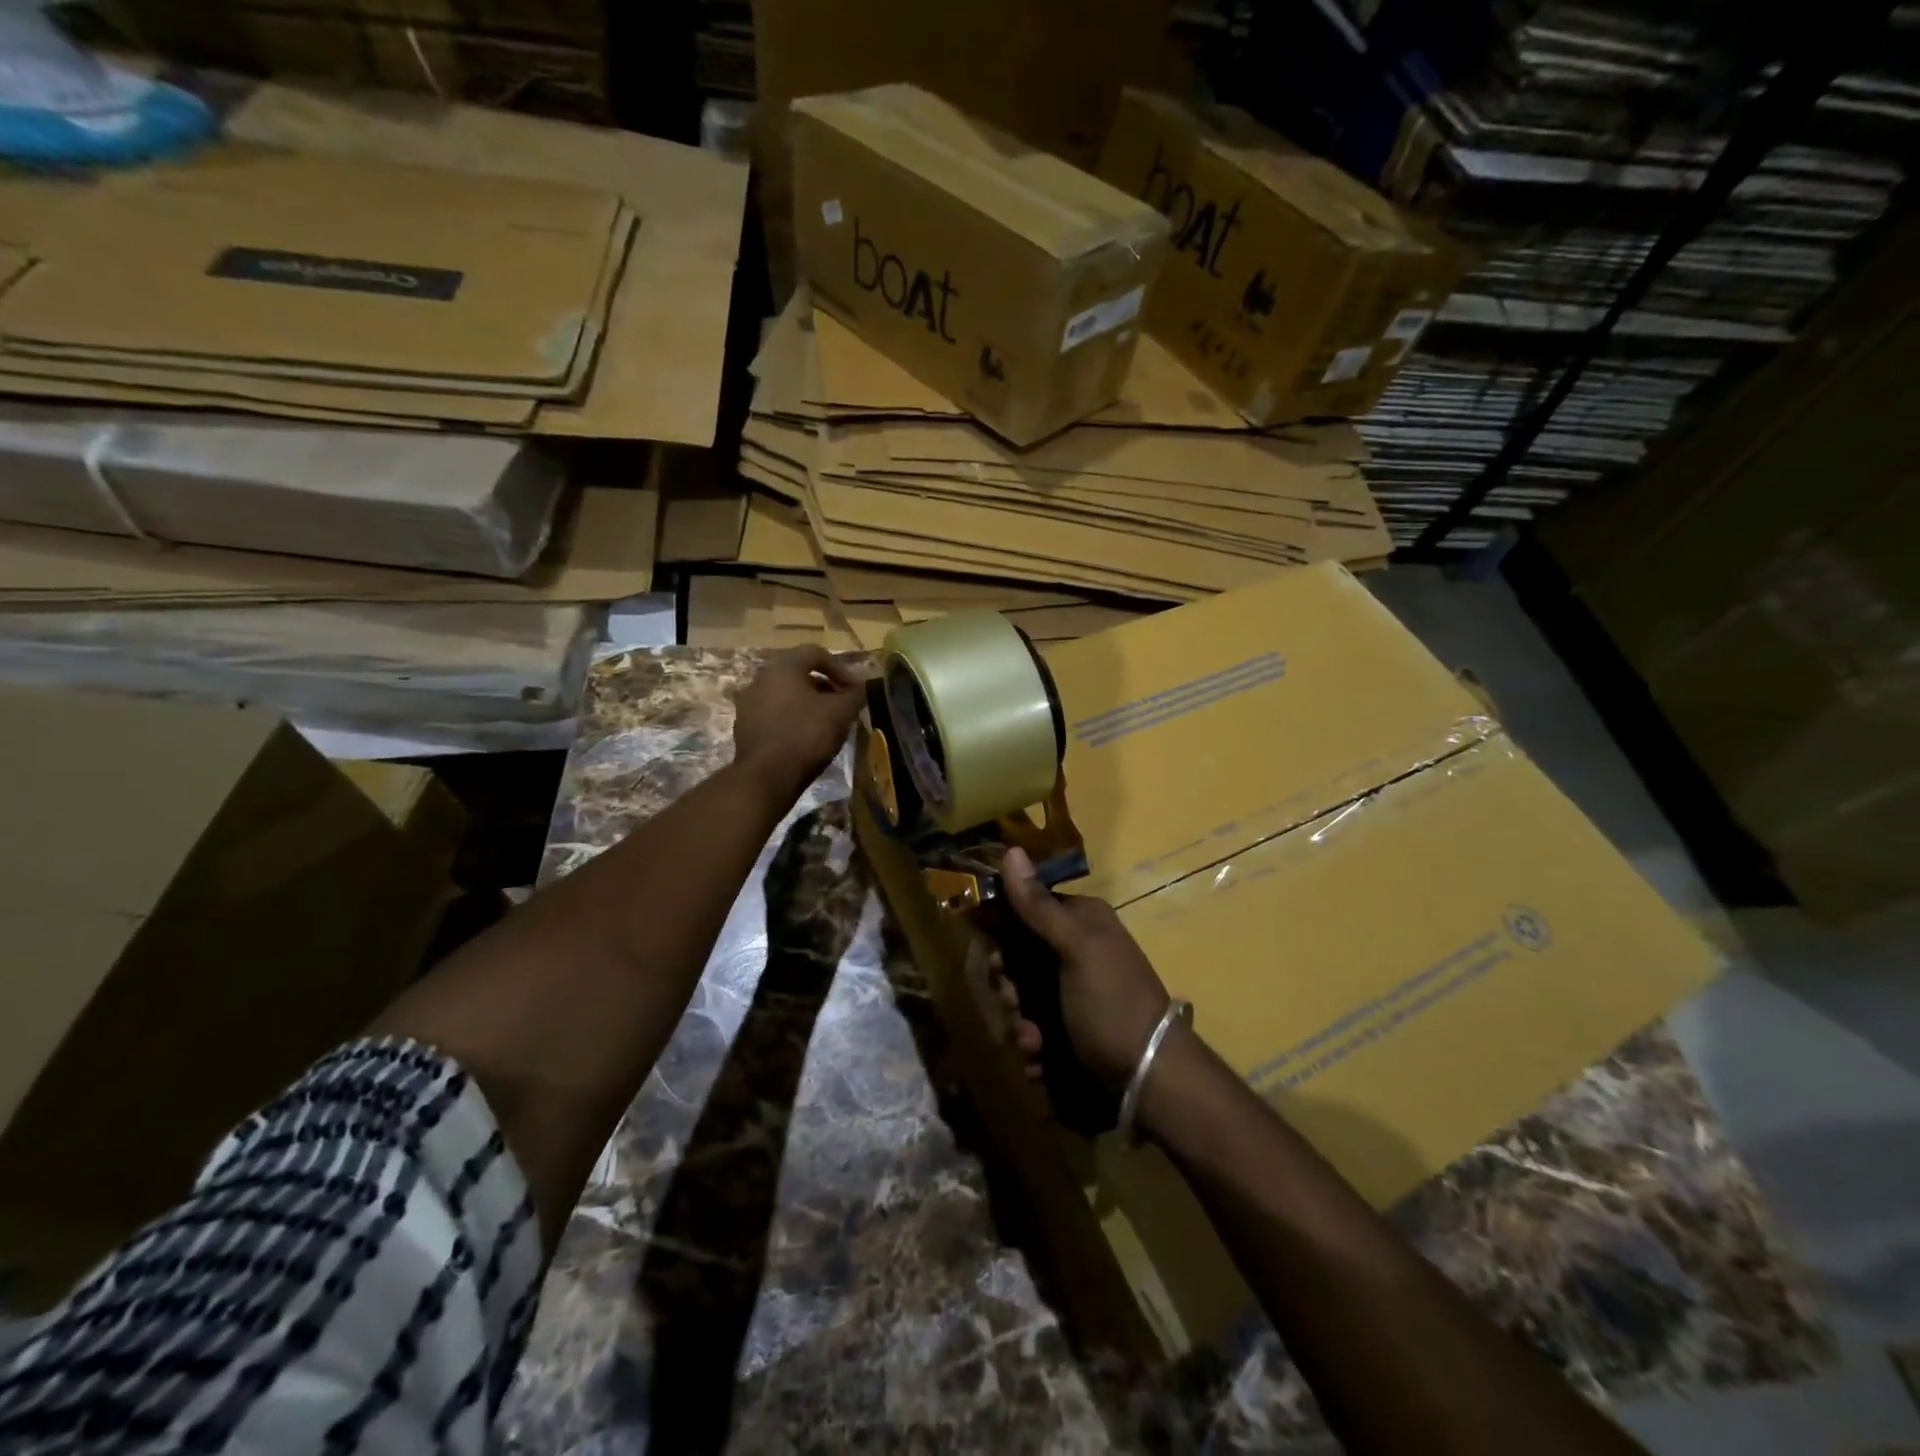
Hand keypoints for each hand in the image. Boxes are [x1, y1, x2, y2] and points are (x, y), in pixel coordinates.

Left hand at [731, 646, 867, 803]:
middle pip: (799, 673)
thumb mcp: (841, 713)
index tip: (856, 689)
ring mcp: (748, 703)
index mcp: (782, 667)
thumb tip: (866, 685)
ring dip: (808, 703)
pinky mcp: (745, 727)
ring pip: (786, 694)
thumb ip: (856, 694)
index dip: (841, 669)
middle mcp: (760, 678)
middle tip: (843, 703)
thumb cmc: (806, 735)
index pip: (816, 653)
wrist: (767, 777)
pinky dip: (792, 718)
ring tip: (827, 721)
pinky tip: (806, 737)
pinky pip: (774, 713)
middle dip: (825, 686)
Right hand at [995, 846, 1173, 1092]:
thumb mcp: (1076, 948)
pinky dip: (1031, 1043)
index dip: (1002, 932)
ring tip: (1033, 1042)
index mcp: (1081, 921)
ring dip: (1018, 1021)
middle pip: (1017, 956)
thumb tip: (1011, 850)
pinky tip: (1040, 1058)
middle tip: (1016, 1004)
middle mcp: (1074, 949)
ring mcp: (1071, 990)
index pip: (1026, 908)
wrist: (1150, 1078)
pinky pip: (1032, 1026)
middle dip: (1009, 986)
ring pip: (1020, 995)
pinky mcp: (1069, 1026)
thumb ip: (1038, 906)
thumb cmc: (1112, 1002)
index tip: (994, 959)